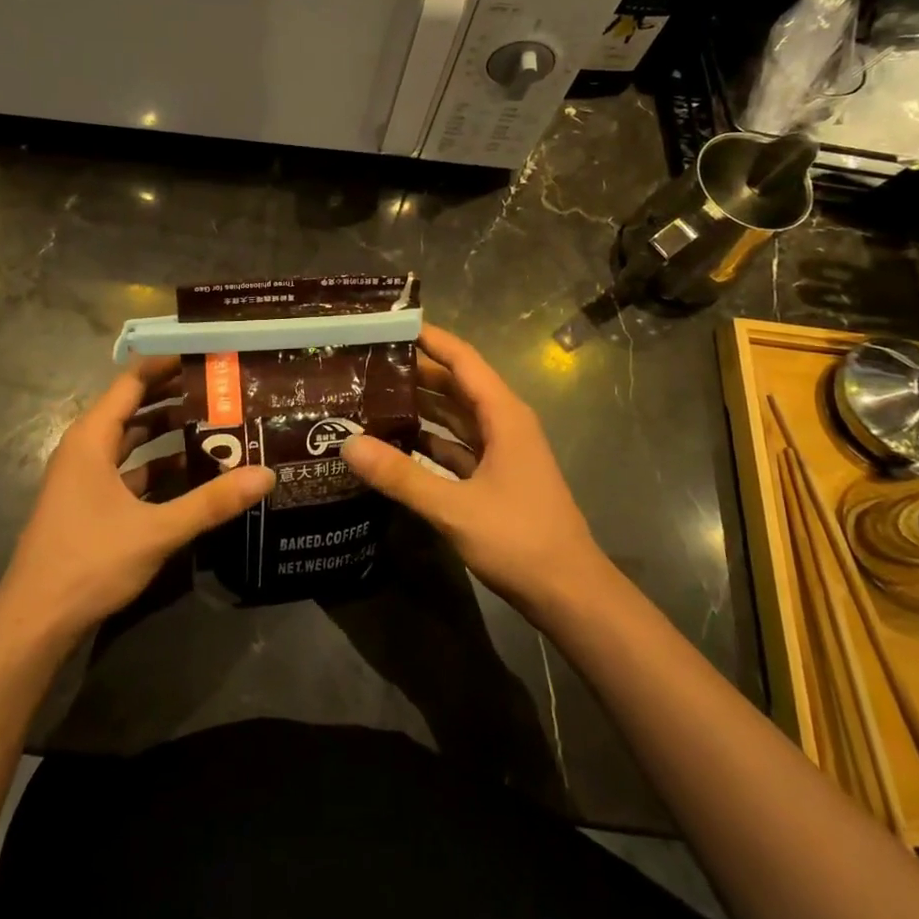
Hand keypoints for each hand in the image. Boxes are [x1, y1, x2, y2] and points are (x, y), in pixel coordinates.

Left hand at [0, 356, 274, 643]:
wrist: (34, 622)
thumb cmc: (89, 561)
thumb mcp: (156, 530)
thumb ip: (212, 502)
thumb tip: (266, 474)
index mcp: (91, 439)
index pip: (132, 382)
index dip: (166, 364)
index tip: (206, 354)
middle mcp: (85, 449)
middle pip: (132, 407)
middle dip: (173, 395)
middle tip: (220, 386)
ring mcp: (84, 478)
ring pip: (130, 441)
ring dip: (166, 431)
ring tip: (213, 421)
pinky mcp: (89, 504)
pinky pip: (128, 470)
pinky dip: (156, 465)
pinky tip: (190, 471)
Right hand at [342, 324, 607, 616]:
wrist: (570, 594)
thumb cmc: (519, 539)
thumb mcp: (454, 507)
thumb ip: (401, 476)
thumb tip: (348, 443)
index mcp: (503, 414)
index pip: (463, 359)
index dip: (430, 338)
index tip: (390, 324)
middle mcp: (504, 423)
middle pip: (456, 385)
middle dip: (416, 371)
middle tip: (367, 362)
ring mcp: (502, 451)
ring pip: (455, 416)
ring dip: (420, 405)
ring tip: (373, 396)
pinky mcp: (495, 477)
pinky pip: (457, 446)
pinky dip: (430, 440)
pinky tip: (396, 442)